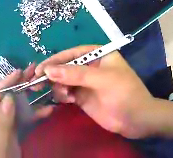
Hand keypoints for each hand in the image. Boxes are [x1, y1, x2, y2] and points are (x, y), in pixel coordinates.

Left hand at [0, 64, 52, 157]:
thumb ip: (3, 123)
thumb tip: (10, 97)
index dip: (3, 84)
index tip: (18, 72)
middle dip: (15, 85)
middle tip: (31, 71)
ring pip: (9, 105)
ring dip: (25, 96)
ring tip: (37, 82)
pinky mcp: (4, 125)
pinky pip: (17, 117)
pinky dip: (31, 114)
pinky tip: (45, 110)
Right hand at [32, 46, 172, 138]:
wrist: (136, 119)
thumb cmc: (124, 93)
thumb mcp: (102, 80)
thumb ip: (75, 74)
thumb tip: (48, 70)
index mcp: (100, 56)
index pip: (73, 53)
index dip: (56, 59)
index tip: (41, 68)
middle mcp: (91, 67)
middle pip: (65, 67)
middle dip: (52, 73)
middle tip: (36, 81)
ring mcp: (86, 84)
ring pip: (63, 80)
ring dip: (58, 86)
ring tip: (64, 95)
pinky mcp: (83, 98)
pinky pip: (66, 93)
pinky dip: (62, 95)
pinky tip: (66, 100)